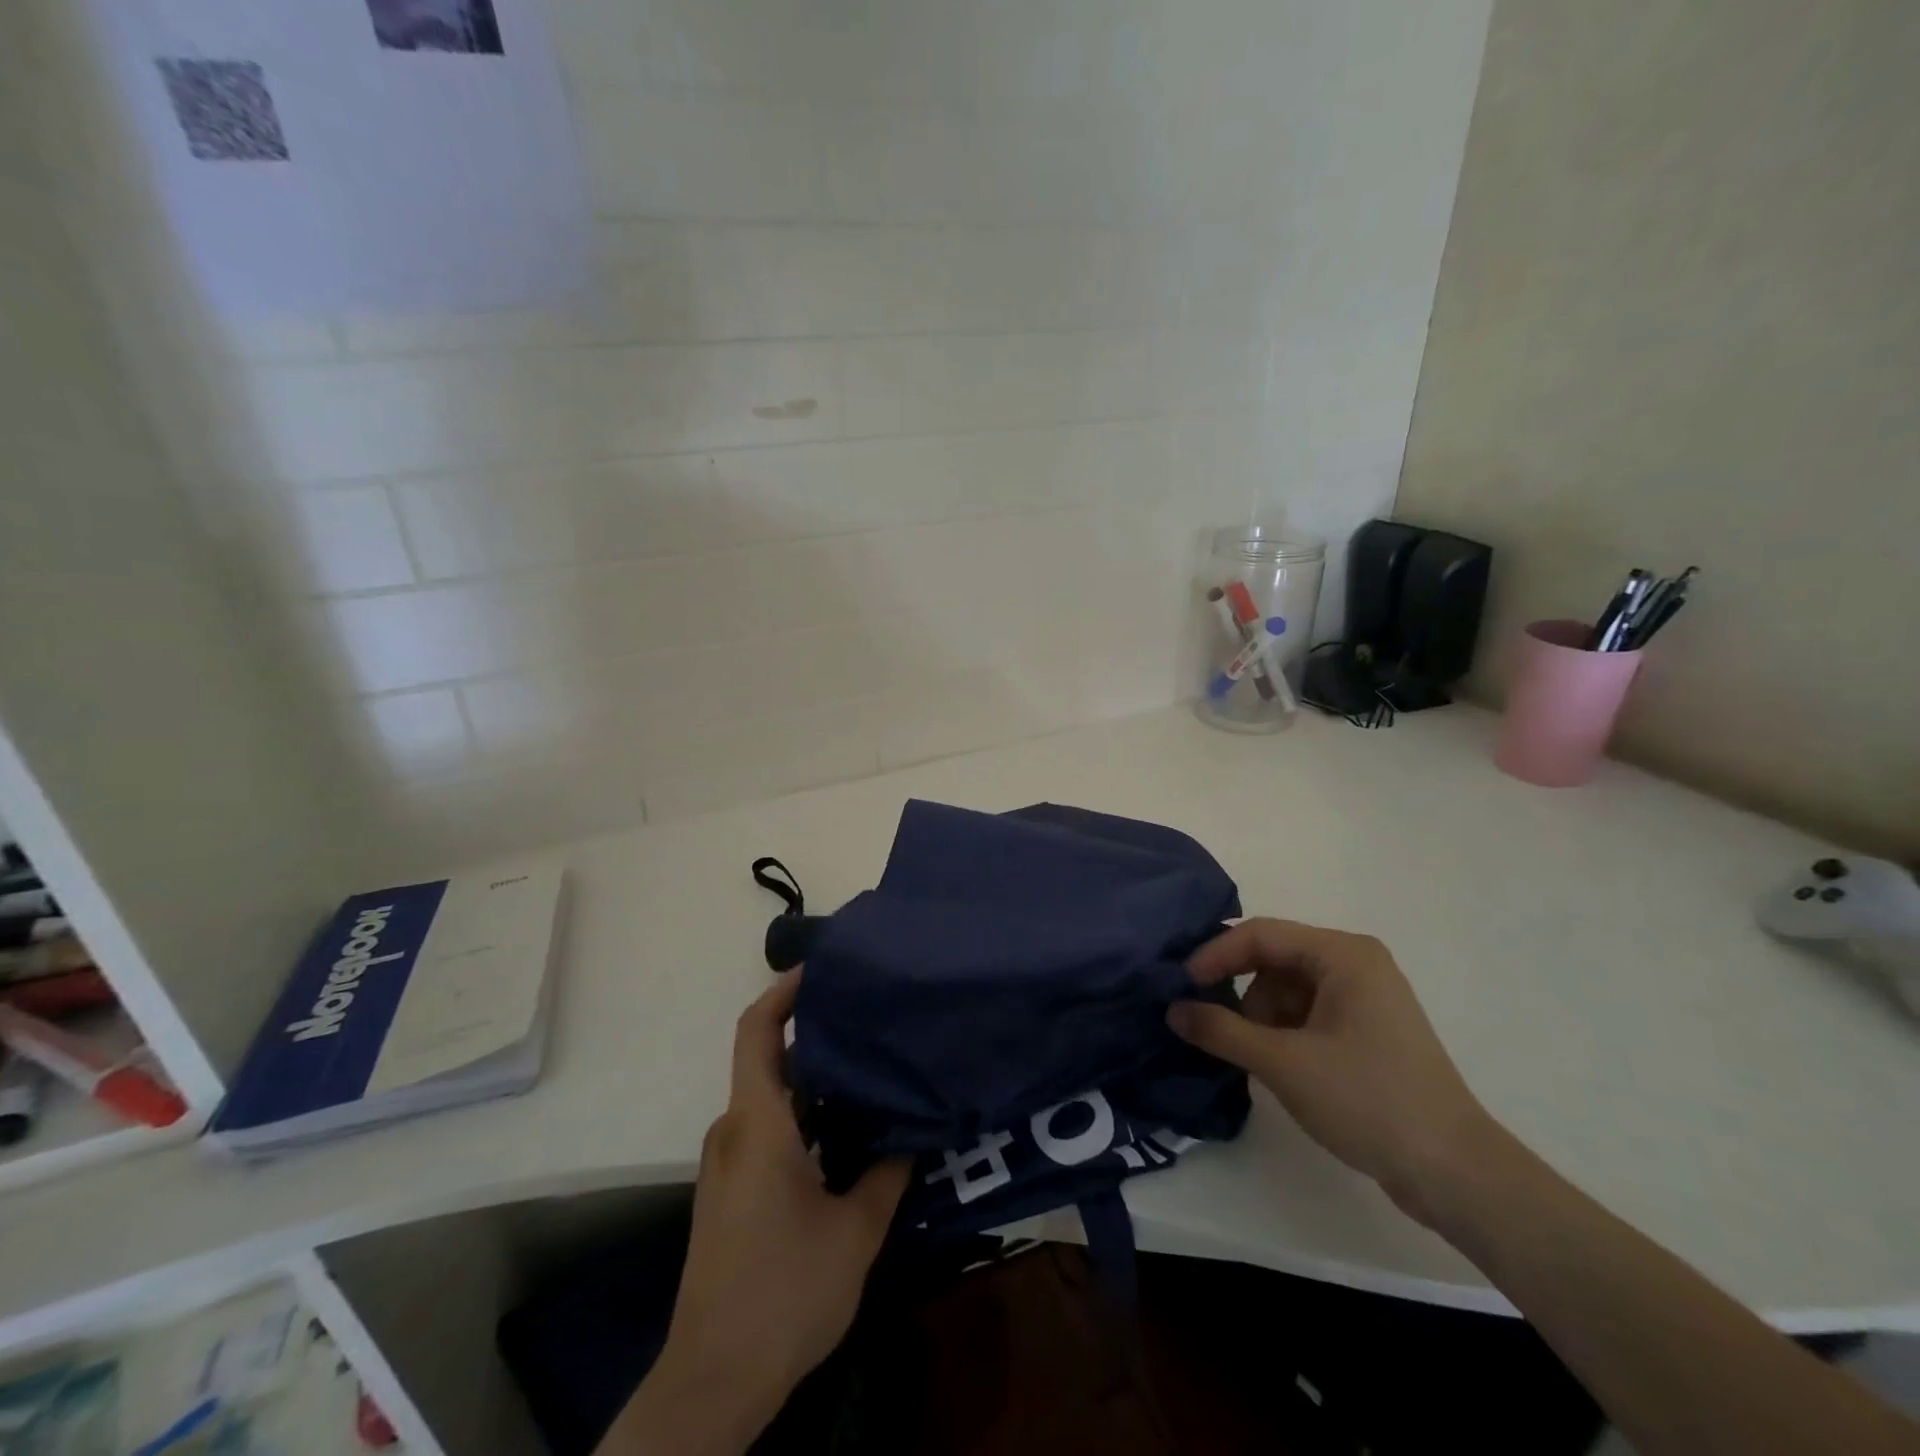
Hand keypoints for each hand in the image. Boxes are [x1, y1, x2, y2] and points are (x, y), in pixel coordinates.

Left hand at [606, 975, 908, 1455]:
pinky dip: (806, 1111)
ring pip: (773, 1095)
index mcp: (757, 1123)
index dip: (783, 991)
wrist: (713, 1381)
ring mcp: (730, 1160)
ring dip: (816, 1076)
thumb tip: (916, 1126)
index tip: (823, 967)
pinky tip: (849, 1125)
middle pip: (769, 1057)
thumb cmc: (785, 1293)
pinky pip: (769, 1125)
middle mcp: (736, 1130)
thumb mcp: (856, 1231)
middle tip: (870, 1016)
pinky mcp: (733, 1187)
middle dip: (817, 1030)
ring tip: (871, 1064)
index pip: (757, 1031)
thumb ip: (889, 1170)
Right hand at [1168, 918, 1497, 1223]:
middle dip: (1241, 992)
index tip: (1183, 986)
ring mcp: (1366, 997)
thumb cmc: (1368, 1100)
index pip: (1261, 935)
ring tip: (1254, 1057)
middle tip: (1214, 1026)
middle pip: (1274, 959)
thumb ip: (1221, 1031)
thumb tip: (1173, 1010)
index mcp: (1343, 954)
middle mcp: (1356, 963)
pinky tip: (1277, 1065)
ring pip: (1288, 988)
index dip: (1216, 955)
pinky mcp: (1369, 1030)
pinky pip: (1309, 1012)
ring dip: (1261, 1016)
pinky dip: (1283, 1031)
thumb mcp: (1284, 1063)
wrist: (1455, 1173)